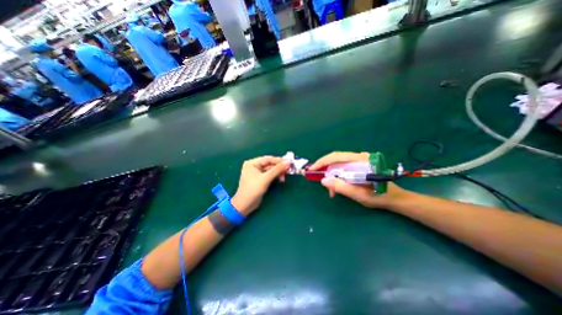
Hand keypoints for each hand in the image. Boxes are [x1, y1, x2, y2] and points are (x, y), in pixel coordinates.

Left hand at [229, 156, 289, 214]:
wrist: (245, 205)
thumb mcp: (265, 179)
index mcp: (252, 163)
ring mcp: (257, 173)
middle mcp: (254, 166)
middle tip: (288, 171)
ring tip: (284, 178)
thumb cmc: (253, 190)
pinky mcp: (260, 179)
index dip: (279, 161)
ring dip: (278, 173)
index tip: (290, 163)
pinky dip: (275, 176)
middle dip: (279, 168)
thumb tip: (288, 162)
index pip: (268, 159)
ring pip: (271, 170)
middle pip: (270, 164)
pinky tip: (281, 179)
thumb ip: (277, 170)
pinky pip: (270, 175)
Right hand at [310, 150, 411, 207]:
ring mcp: (358, 160)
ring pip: (338, 164)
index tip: (312, 170)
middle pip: (335, 159)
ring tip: (331, 190)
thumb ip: (341, 187)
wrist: (394, 197)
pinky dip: (337, 176)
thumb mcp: (359, 194)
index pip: (336, 157)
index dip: (322, 162)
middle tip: (321, 182)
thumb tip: (323, 180)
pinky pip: (343, 167)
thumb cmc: (378, 196)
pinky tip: (337, 186)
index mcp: (360, 161)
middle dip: (325, 170)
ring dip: (331, 175)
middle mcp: (358, 157)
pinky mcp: (358, 165)